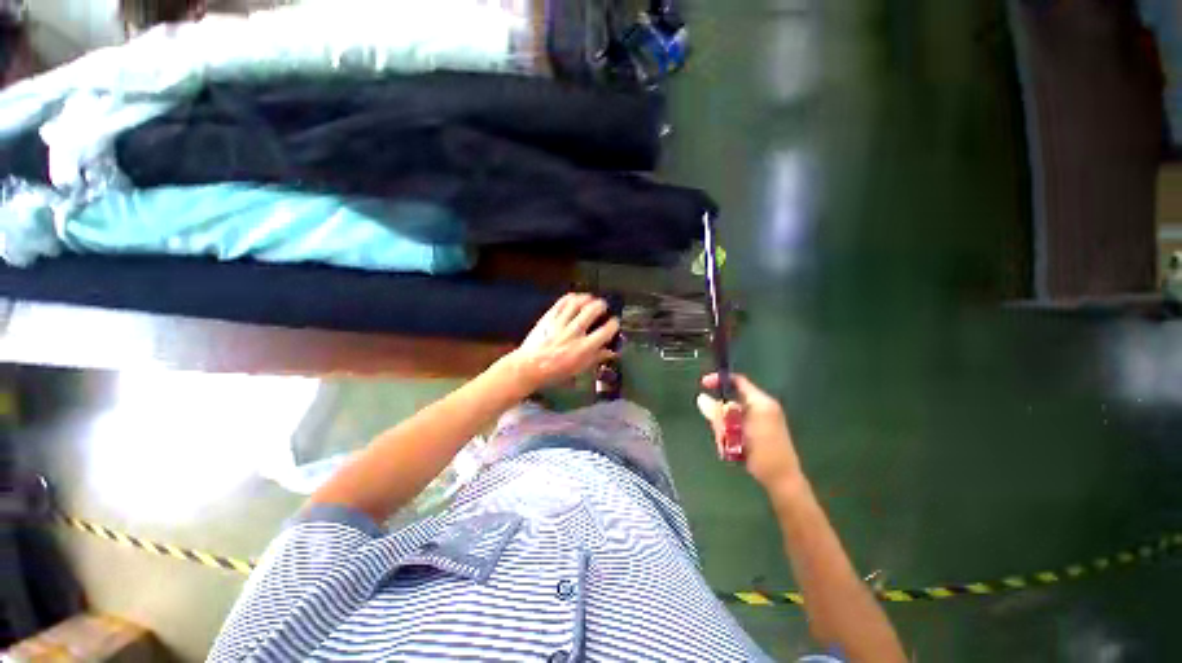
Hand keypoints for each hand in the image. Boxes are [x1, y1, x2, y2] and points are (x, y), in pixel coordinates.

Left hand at [508, 293, 619, 390]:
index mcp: (584, 348)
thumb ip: (597, 357)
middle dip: (601, 305)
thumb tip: (612, 351)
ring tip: (591, 300)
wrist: (529, 367)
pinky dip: (571, 297)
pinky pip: (562, 302)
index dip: (614, 324)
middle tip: (603, 307)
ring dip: (587, 298)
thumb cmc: (556, 371)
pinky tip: (576, 298)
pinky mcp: (549, 317)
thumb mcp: (579, 368)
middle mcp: (574, 333)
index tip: (614, 322)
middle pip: (592, 310)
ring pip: (577, 302)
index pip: (605, 330)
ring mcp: (560, 323)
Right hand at [697, 373, 802, 491]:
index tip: (703, 384)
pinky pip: (741, 424)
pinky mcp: (763, 430)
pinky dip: (733, 432)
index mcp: (761, 402)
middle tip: (718, 432)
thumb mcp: (736, 432)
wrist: (783, 480)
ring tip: (725, 444)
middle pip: (733, 401)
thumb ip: (718, 413)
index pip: (738, 381)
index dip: (719, 380)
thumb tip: (701, 397)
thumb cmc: (761, 453)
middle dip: (721, 415)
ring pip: (734, 415)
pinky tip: (731, 448)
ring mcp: (765, 419)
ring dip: (725, 427)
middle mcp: (764, 407)